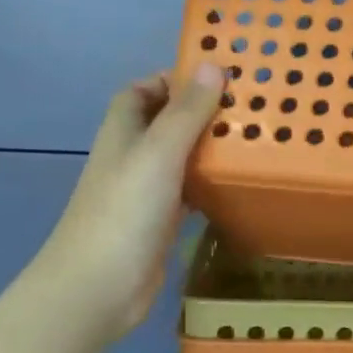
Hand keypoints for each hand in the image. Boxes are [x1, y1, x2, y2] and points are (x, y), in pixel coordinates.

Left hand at [30, 64, 224, 344]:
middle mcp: (133, 156)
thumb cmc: (124, 211)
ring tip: (255, 139)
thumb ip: (187, 111)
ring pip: (181, 157)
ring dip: (210, 147)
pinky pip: (190, 191)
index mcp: (124, 132)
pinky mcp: (161, 221)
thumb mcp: (159, 153)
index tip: (218, 77)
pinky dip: (210, 183)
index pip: (143, 91)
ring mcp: (146, 191)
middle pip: (166, 122)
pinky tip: (239, 183)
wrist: (98, 287)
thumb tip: (215, 65)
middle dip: (202, 112)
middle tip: (250, 108)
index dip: (173, 79)